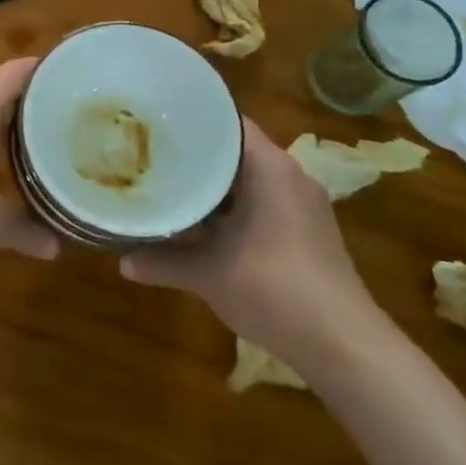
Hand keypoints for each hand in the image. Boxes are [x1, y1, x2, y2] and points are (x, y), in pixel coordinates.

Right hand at [119, 118, 375, 364]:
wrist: (344, 346)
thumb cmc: (274, 289)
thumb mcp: (207, 274)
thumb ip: (162, 261)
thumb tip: (121, 262)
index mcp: (269, 168)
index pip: (227, 121)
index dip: (189, 118)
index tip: (153, 122)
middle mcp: (289, 176)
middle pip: (234, 150)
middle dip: (193, 154)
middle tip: (148, 153)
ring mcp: (302, 204)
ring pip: (246, 178)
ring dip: (211, 184)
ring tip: (166, 183)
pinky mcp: (306, 230)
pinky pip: (260, 201)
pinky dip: (230, 206)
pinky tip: (199, 222)